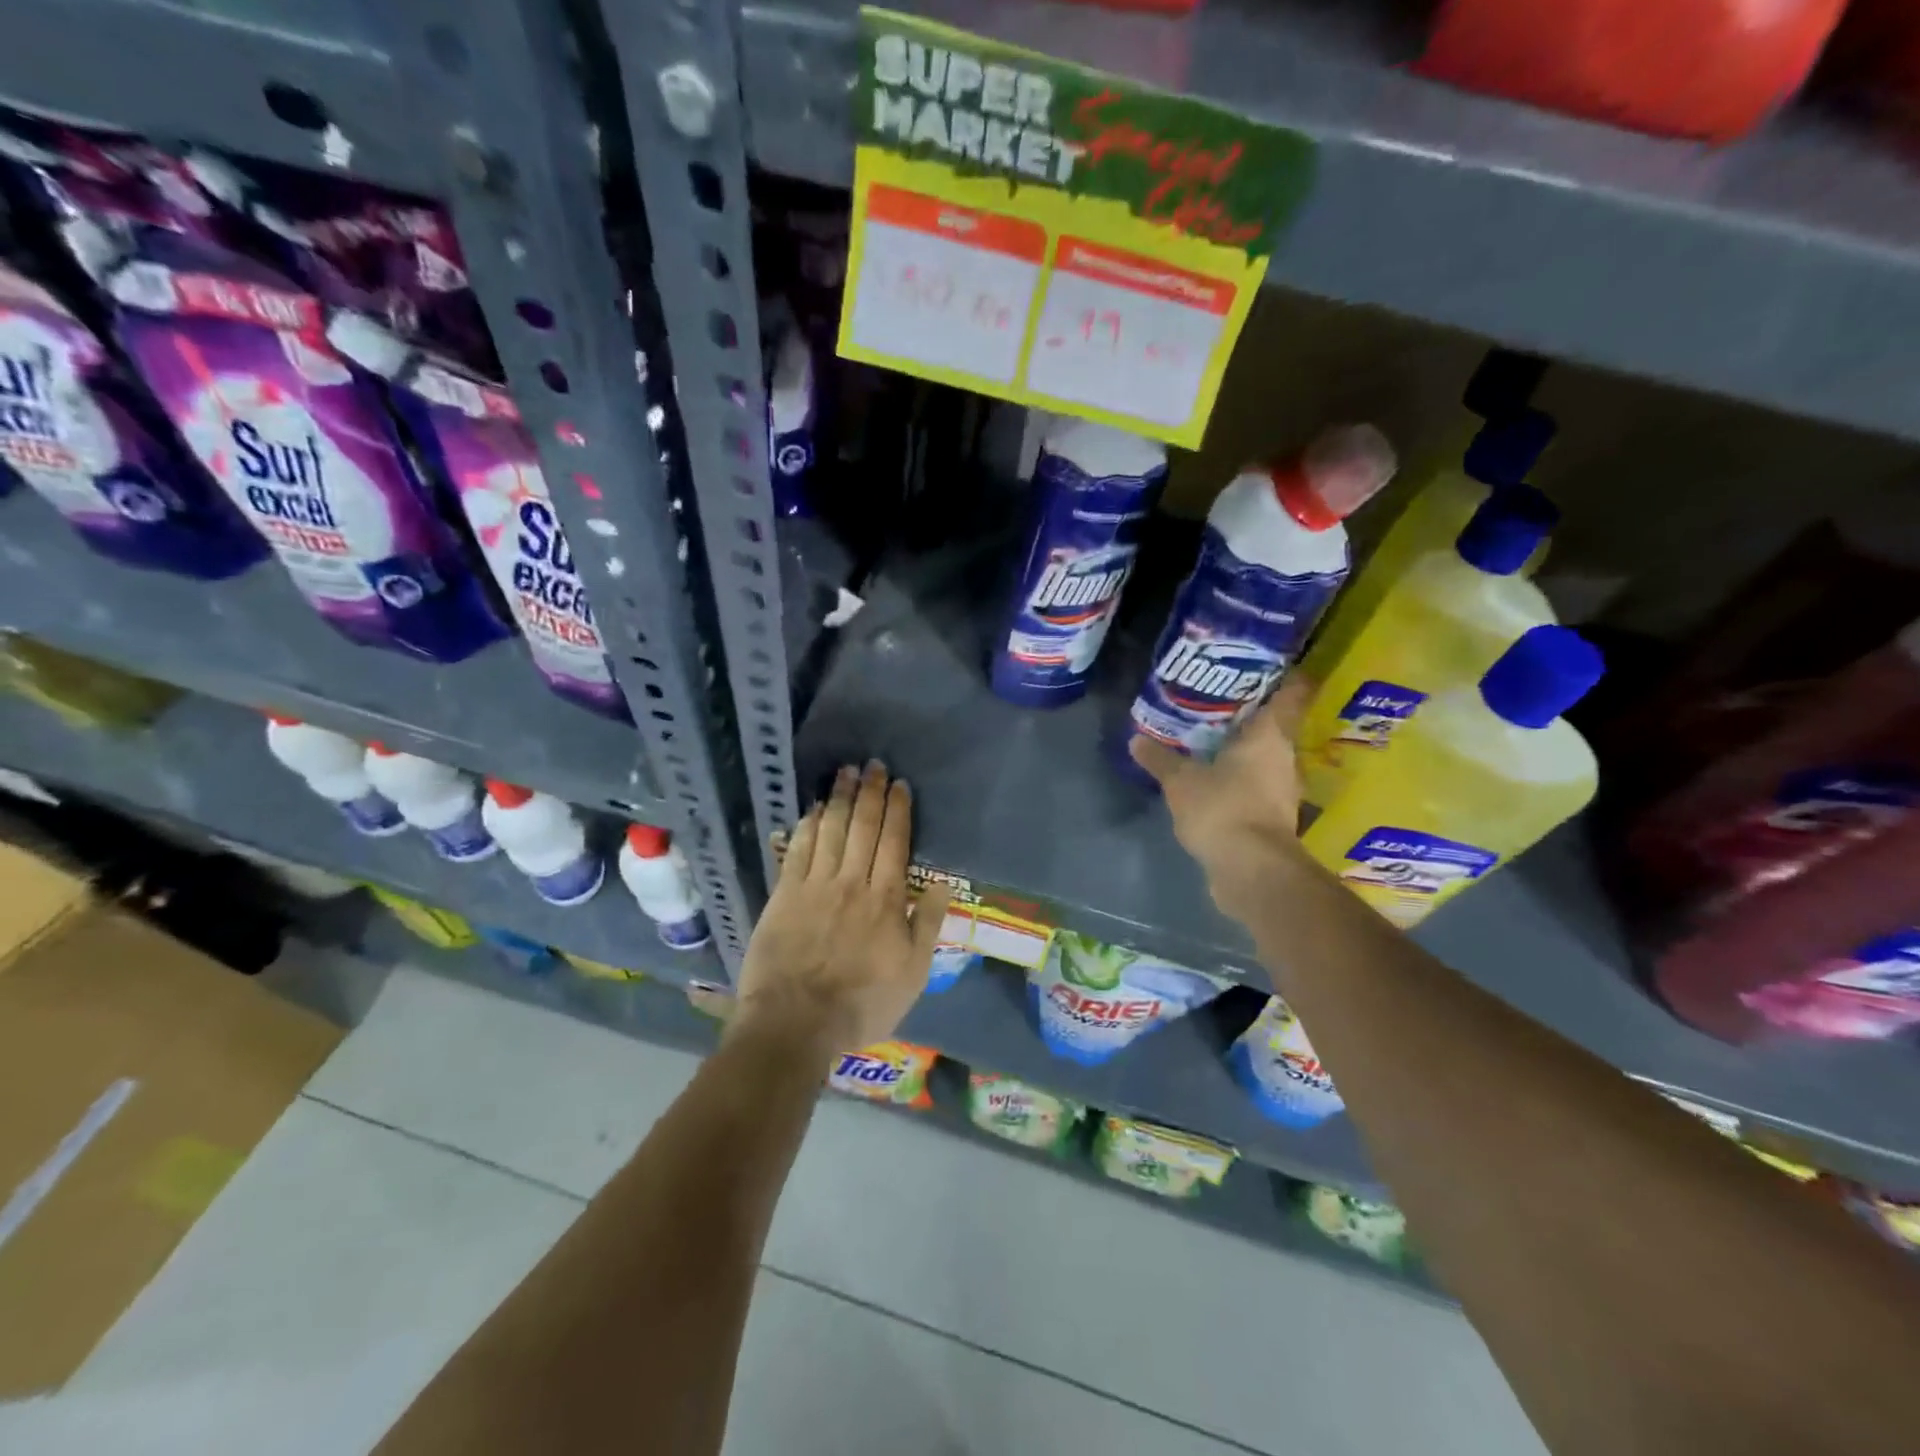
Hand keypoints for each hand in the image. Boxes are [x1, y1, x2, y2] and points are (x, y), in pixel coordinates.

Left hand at [731, 761, 951, 1057]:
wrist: (796, 1022)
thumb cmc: (862, 1003)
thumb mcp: (913, 974)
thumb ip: (928, 925)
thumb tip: (945, 884)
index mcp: (886, 899)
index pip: (895, 842)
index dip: (898, 809)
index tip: (900, 784)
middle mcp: (852, 882)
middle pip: (863, 827)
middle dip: (870, 792)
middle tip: (872, 765)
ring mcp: (815, 885)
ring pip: (831, 830)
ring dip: (839, 798)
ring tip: (845, 772)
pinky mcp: (784, 895)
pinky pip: (798, 850)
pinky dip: (807, 825)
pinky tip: (813, 808)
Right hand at [1128, 677, 1309, 921]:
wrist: (1251, 871)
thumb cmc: (1223, 809)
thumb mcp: (1180, 781)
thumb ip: (1160, 758)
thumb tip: (1135, 739)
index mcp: (1270, 735)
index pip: (1292, 693)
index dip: (1284, 675)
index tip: (1265, 664)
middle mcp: (1284, 757)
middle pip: (1274, 725)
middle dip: (1249, 713)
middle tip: (1216, 701)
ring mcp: (1282, 789)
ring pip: (1264, 757)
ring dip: (1242, 749)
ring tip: (1209, 738)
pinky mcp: (1273, 816)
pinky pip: (1255, 785)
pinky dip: (1238, 779)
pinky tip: (1213, 779)